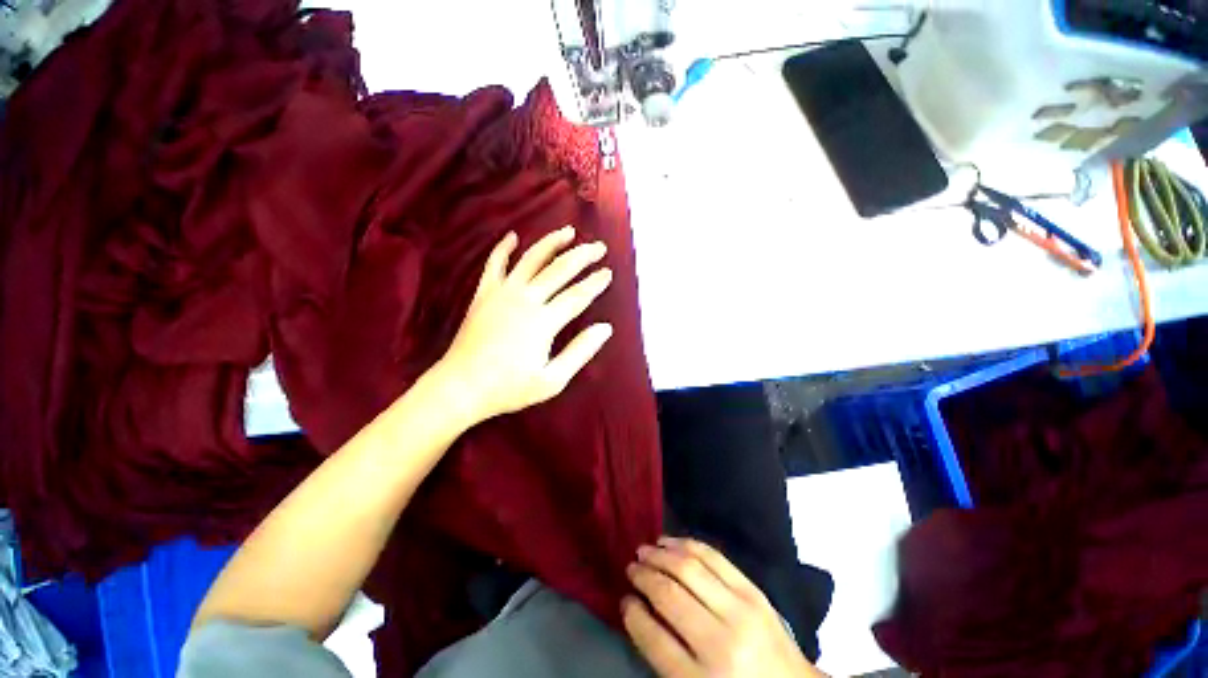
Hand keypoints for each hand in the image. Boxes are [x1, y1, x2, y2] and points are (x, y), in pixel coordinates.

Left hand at [435, 226, 613, 425]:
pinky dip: (503, 248)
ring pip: (531, 259)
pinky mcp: (484, 294)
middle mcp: (526, 299)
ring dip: (552, 243)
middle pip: (560, 269)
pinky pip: (494, 264)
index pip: (577, 295)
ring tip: (568, 231)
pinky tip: (513, 236)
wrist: (460, 387)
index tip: (608, 273)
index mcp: (544, 321)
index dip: (595, 283)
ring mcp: (502, 293)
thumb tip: (605, 328)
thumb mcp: (552, 380)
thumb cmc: (509, 388)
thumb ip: (580, 351)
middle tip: (599, 247)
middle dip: (582, 256)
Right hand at [623, 537, 827, 677]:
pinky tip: (670, 542)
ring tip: (644, 550)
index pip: (653, 638)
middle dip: (643, 576)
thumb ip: (665, 655)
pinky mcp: (752, 590)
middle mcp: (720, 643)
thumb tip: (637, 609)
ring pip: (689, 568)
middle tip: (630, 567)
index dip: (633, 614)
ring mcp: (740, 610)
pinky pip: (713, 557)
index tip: (624, 599)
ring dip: (661, 554)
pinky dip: (686, 544)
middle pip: (670, 596)